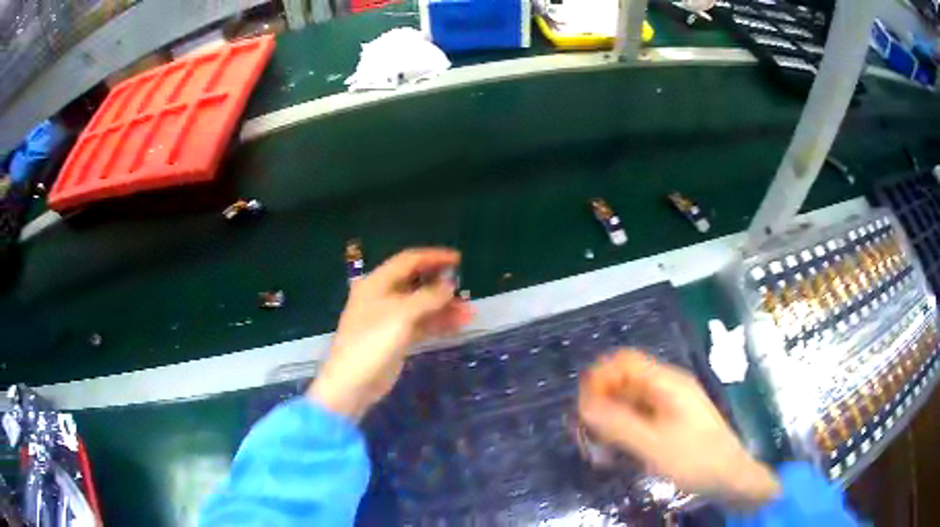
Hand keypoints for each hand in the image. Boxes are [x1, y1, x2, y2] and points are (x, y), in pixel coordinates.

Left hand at [308, 248, 474, 419]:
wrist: (353, 383)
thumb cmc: (372, 342)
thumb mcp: (401, 315)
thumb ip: (428, 297)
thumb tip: (449, 284)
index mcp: (377, 283)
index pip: (408, 261)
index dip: (433, 257)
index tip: (458, 259)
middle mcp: (382, 296)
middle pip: (416, 283)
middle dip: (441, 285)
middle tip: (465, 289)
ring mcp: (389, 318)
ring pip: (421, 306)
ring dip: (444, 307)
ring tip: (469, 312)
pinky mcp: (396, 338)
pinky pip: (421, 324)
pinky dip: (438, 323)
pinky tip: (458, 324)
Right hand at [578, 349, 779, 508]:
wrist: (730, 477)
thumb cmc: (696, 459)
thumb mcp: (654, 445)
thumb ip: (618, 424)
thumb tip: (583, 404)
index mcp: (667, 383)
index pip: (625, 361)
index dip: (600, 377)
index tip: (581, 407)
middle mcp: (667, 388)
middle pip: (625, 381)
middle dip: (600, 402)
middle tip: (584, 434)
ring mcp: (669, 406)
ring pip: (629, 401)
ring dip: (609, 419)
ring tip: (596, 448)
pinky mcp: (670, 422)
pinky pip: (639, 418)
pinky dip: (623, 430)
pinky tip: (615, 452)